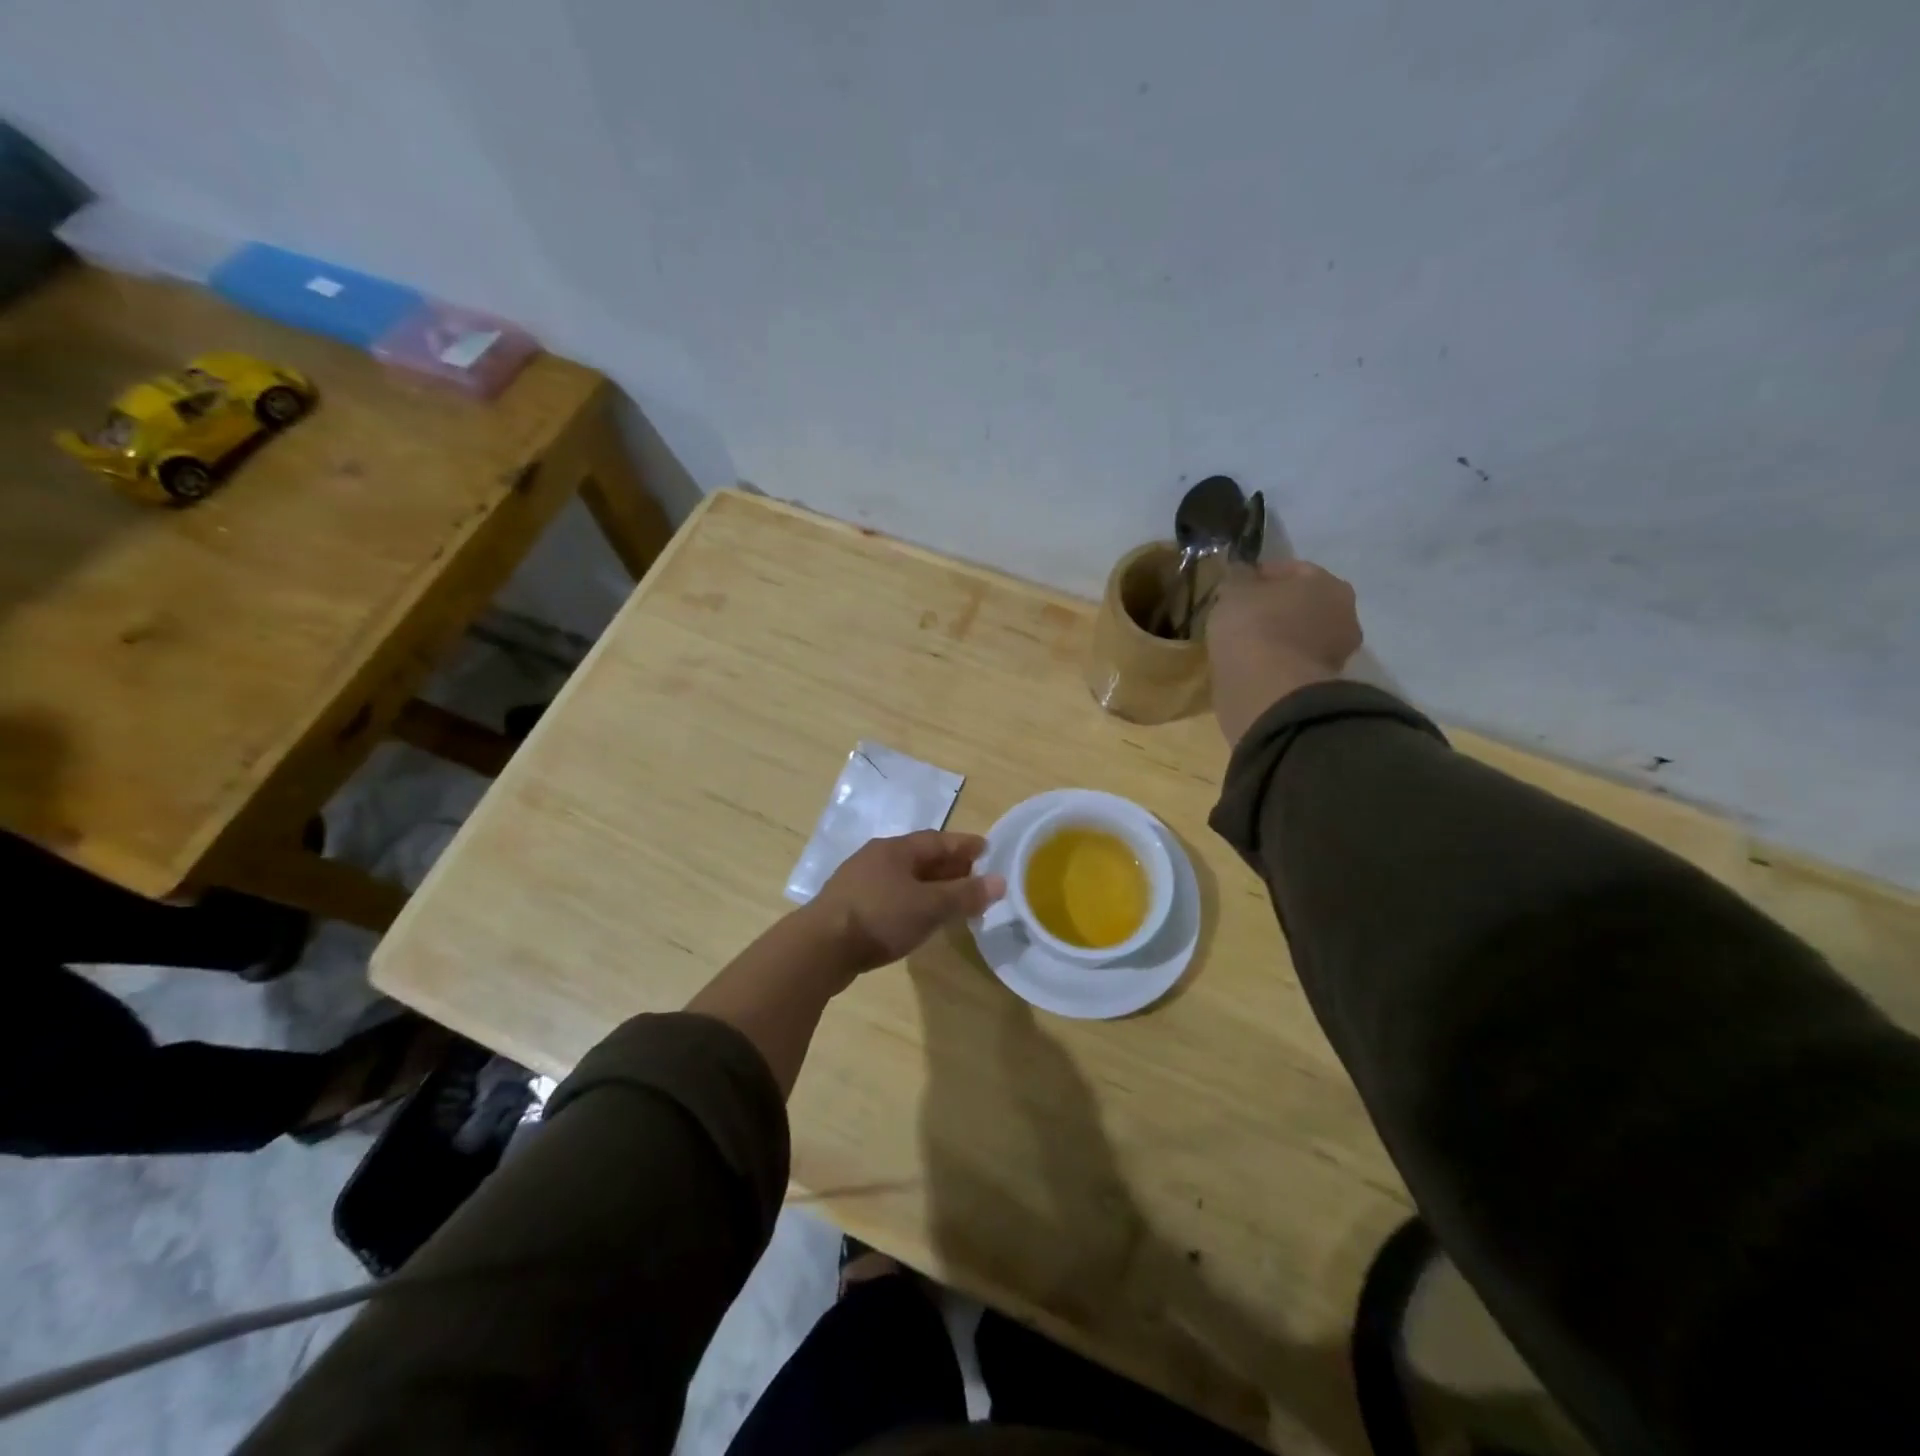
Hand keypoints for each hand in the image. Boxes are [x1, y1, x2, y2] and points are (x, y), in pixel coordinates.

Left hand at [803, 831, 1005, 977]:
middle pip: (921, 857)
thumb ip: (965, 894)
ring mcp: (860, 881)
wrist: (820, 948)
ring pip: (905, 878)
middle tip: (975, 876)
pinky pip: (891, 896)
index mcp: (895, 849)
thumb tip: (999, 882)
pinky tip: (919, 917)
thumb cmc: (880, 917)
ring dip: (931, 886)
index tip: (987, 849)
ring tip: (952, 899)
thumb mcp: (929, 906)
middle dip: (949, 866)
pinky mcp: (850, 906)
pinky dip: (912, 901)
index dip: (965, 845)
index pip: (938, 840)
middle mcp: (877, 857)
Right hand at [1206, 559, 1361, 744]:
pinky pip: (1292, 662)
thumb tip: (1240, 574)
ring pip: (1299, 635)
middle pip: (1301, 604)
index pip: (1291, 569)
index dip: (1260, 575)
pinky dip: (1276, 661)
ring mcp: (1336, 653)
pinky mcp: (1321, 685)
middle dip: (1274, 607)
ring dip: (1276, 636)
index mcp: (1327, 583)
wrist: (1268, 690)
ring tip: (1243, 642)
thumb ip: (1237, 579)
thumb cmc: (1254, 627)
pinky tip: (1252, 664)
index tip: (1234, 585)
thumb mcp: (1233, 591)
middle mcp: (1343, 614)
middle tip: (1240, 614)